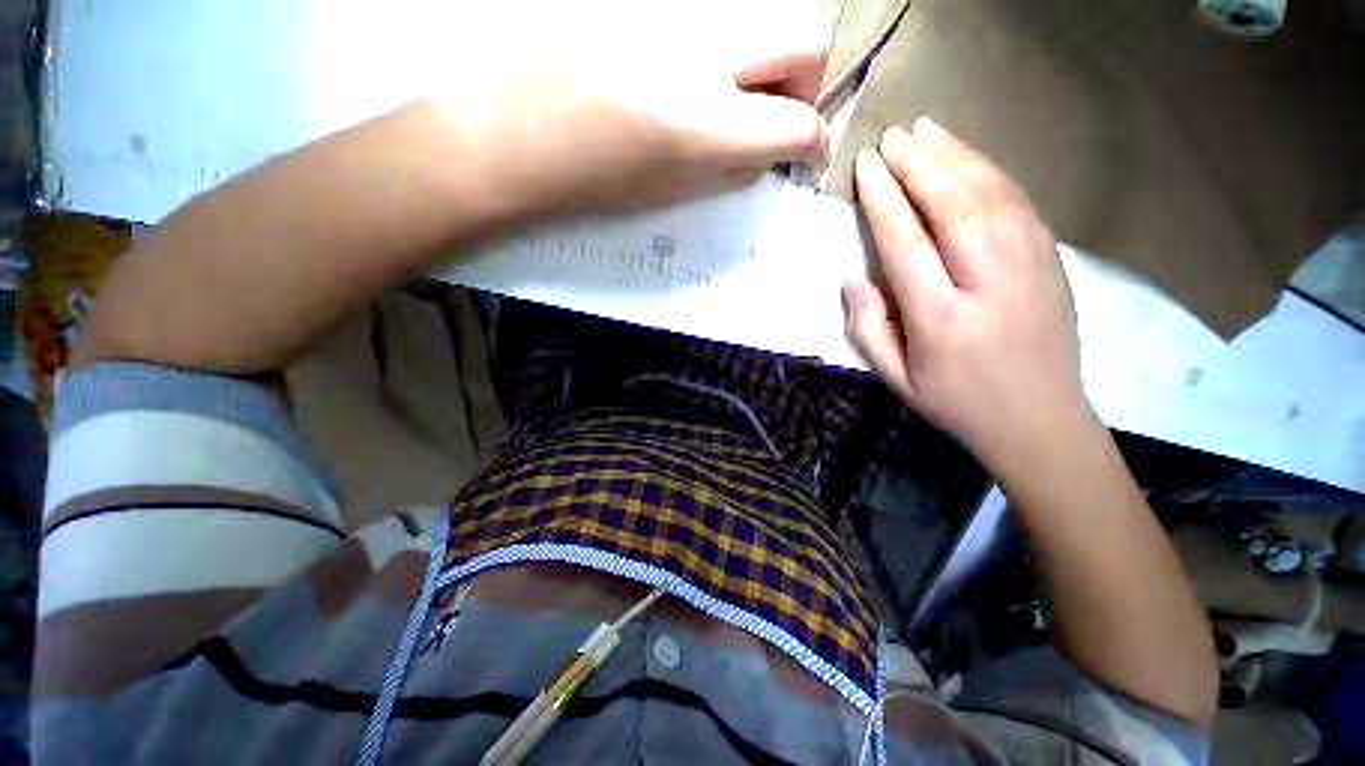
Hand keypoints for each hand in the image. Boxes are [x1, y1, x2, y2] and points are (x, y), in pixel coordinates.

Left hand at [432, 0, 829, 217]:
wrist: (510, 129)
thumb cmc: (590, 179)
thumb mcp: (672, 193)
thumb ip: (732, 169)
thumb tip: (769, 153)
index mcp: (703, 122)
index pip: (798, 123)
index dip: (814, 144)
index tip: (806, 156)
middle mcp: (702, 53)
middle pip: (805, 37)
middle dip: (803, 83)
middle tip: (774, 114)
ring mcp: (675, 13)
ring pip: (759, 17)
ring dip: (761, 61)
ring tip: (723, 97)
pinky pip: (711, 16)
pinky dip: (719, 47)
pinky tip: (683, 72)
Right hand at [844, 119, 1091, 474]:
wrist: (1040, 421)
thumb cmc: (955, 403)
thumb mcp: (895, 379)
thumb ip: (868, 328)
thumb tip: (852, 277)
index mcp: (941, 320)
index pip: (905, 243)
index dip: (883, 200)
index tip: (866, 168)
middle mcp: (988, 284)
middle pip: (951, 206)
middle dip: (917, 165)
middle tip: (892, 137)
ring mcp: (1029, 267)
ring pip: (990, 194)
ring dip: (955, 156)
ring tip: (927, 129)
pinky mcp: (1052, 261)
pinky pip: (1018, 203)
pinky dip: (990, 172)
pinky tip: (969, 157)